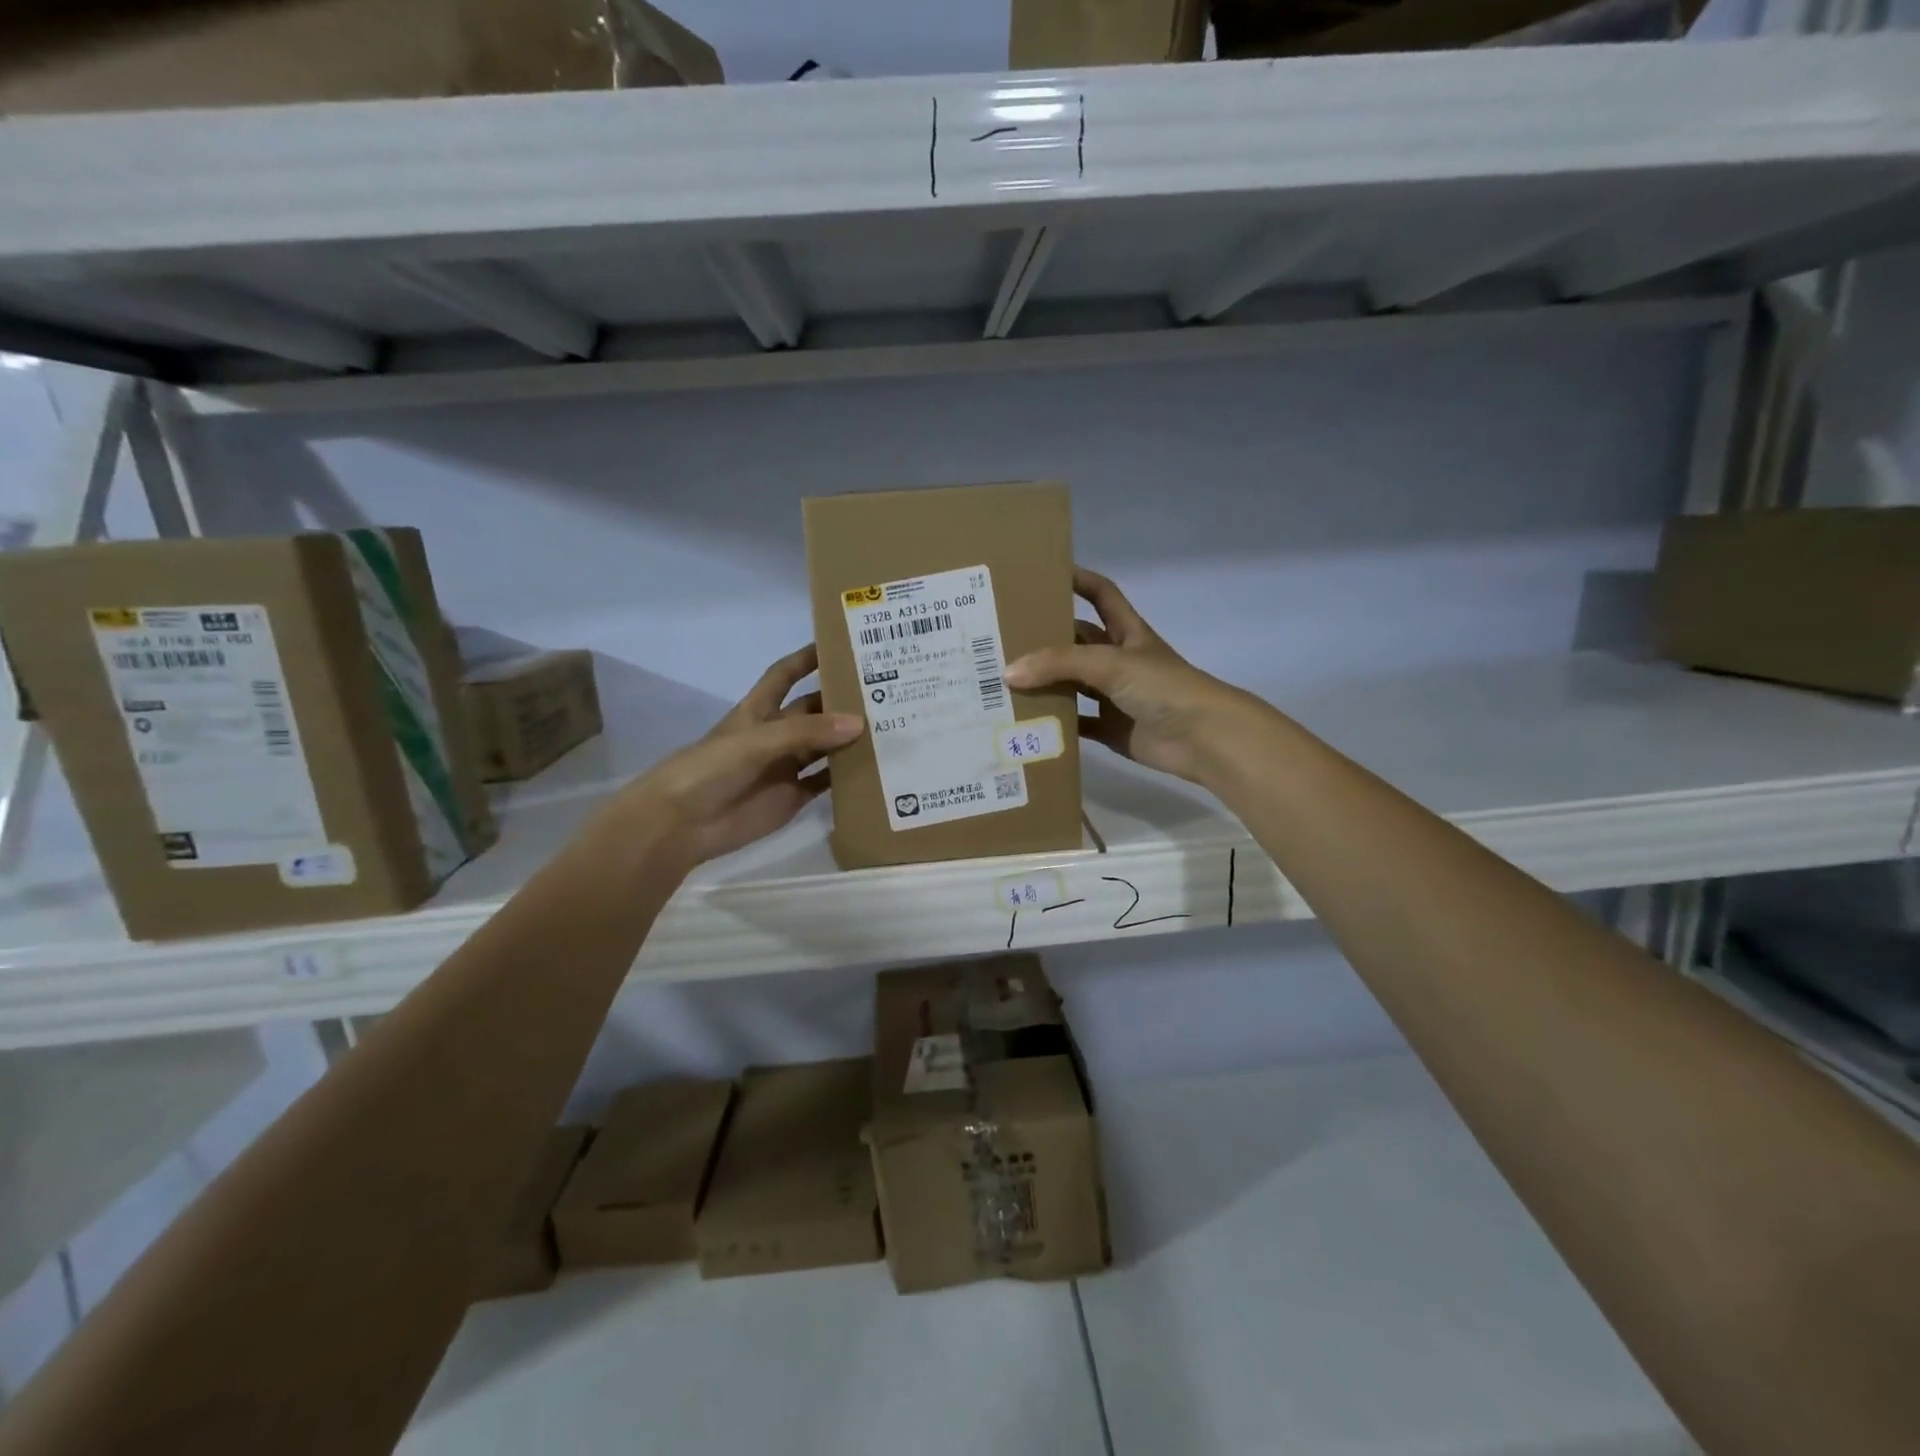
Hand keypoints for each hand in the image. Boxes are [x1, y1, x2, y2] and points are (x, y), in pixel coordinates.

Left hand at [626, 645, 863, 865]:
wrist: (682, 824)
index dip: (807, 659)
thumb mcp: (756, 741)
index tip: (840, 645)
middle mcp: (775, 735)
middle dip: (841, 701)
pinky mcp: (792, 797)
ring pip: (825, 747)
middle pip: (814, 711)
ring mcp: (785, 767)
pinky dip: (846, 777)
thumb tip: (859, 723)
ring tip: (890, 728)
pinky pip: (825, 783)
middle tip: (885, 692)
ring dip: (850, 739)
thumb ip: (806, 732)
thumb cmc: (710, 769)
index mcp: (758, 711)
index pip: (785, 675)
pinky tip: (875, 769)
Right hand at [1004, 567, 1255, 785]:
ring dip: (1045, 683)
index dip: (1078, 581)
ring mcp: (1115, 696)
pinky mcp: (1111, 729)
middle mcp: (1119, 661)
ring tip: (1002, 680)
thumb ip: (1059, 664)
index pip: (1101, 595)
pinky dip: (1055, 724)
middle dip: (1046, 639)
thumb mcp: (1110, 664)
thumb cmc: (1163, 687)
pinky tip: (1024, 722)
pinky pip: (1077, 724)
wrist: (1203, 738)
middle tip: (1003, 637)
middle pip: (1077, 643)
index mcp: (1128, 633)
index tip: (1043, 575)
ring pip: (1072, 685)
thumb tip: (1008, 672)